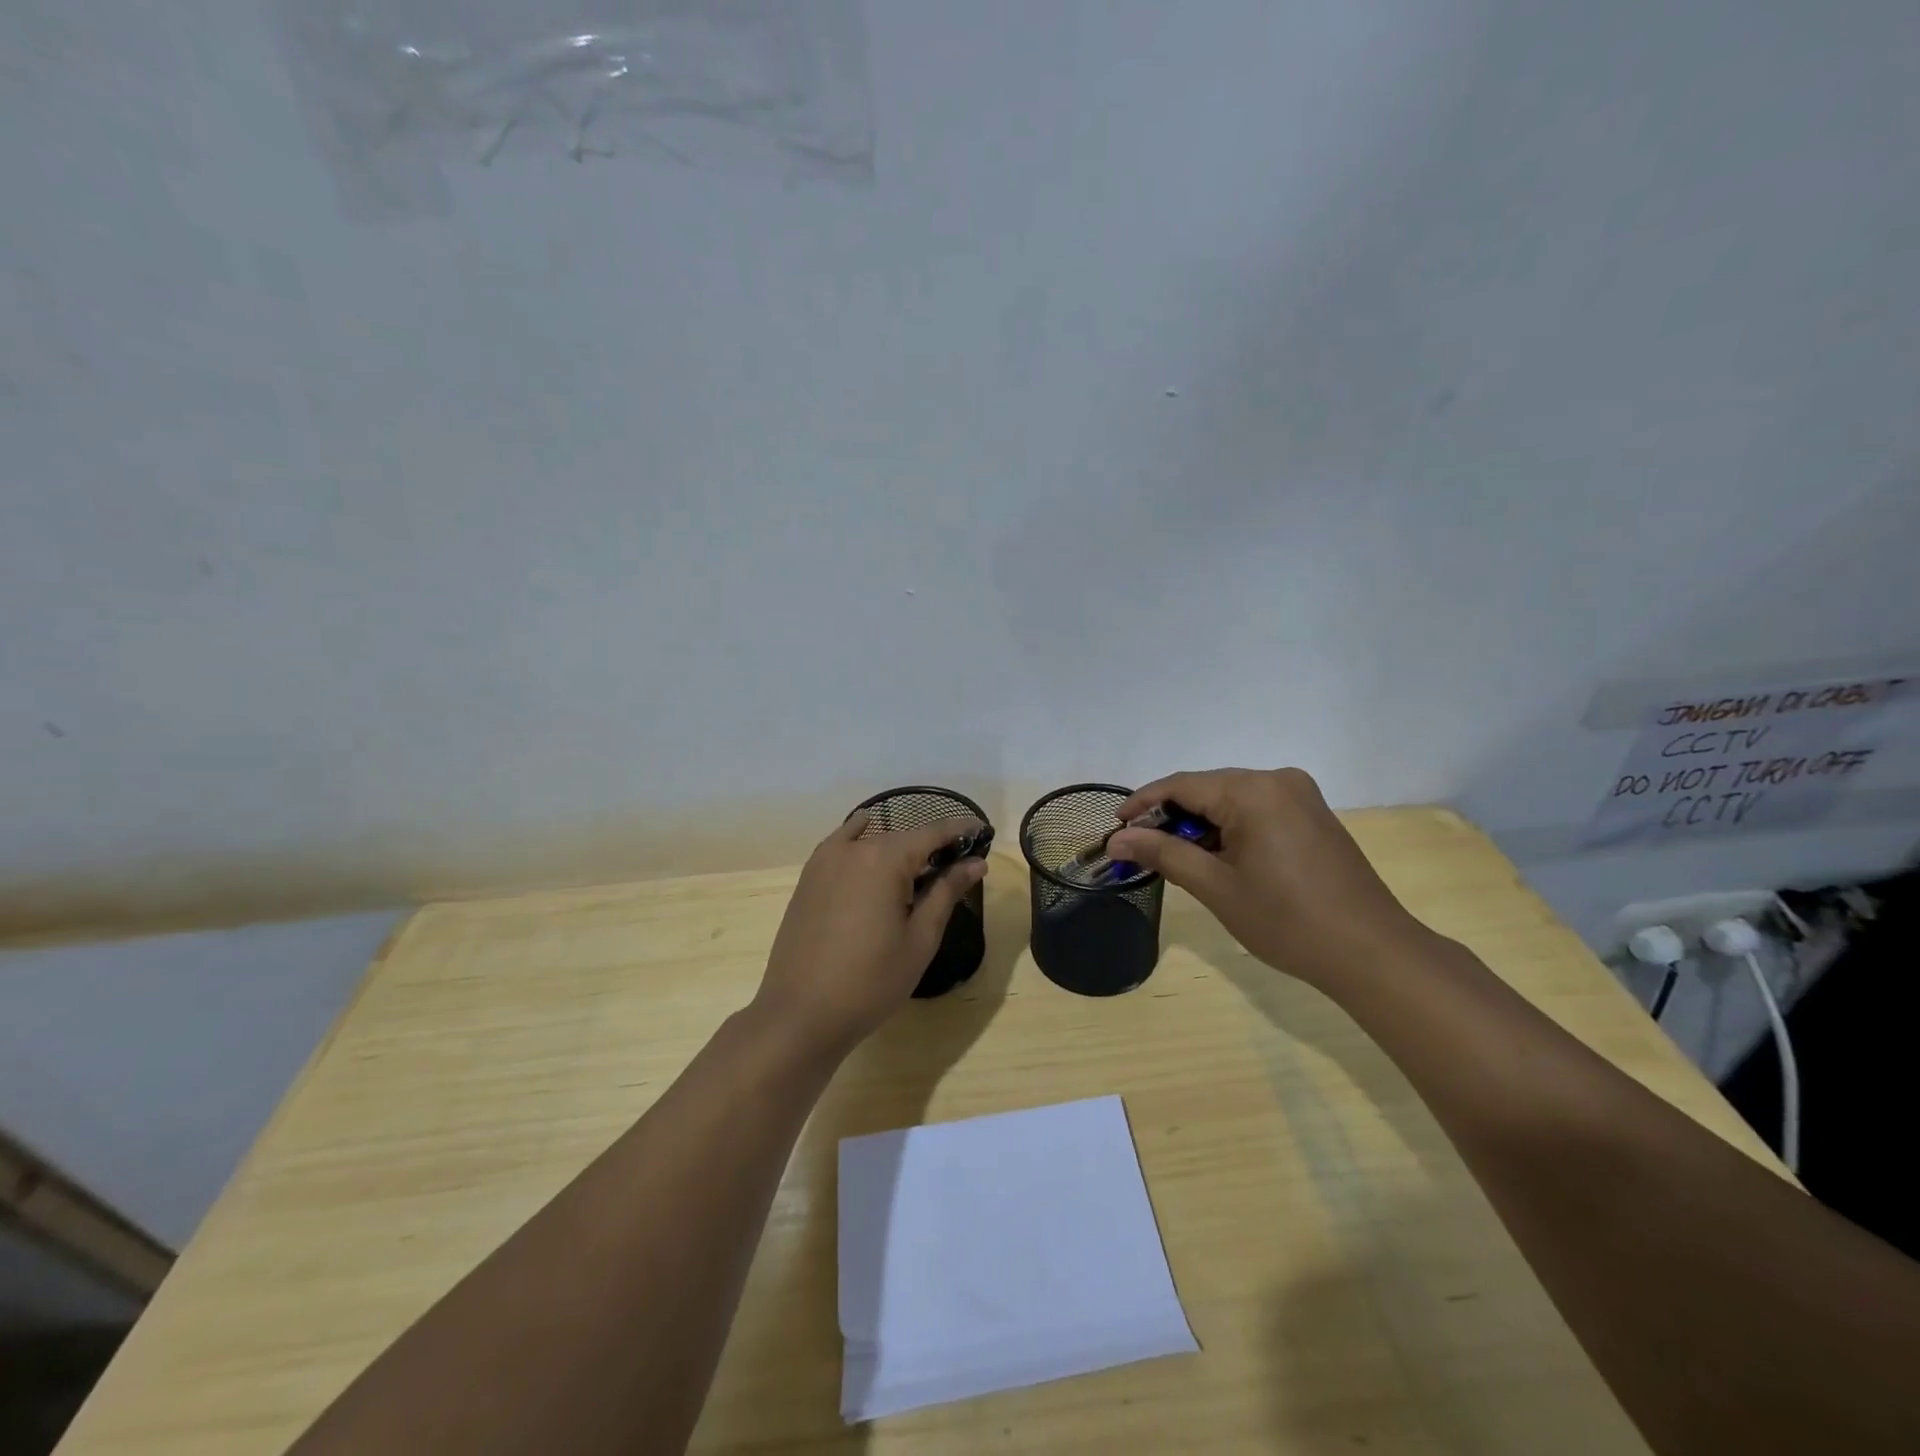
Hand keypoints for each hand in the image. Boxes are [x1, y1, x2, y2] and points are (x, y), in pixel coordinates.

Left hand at [753, 813, 987, 1057]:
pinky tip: (867, 832)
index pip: (933, 832)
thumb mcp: (920, 939)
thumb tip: (976, 863)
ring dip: (900, 847)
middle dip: (933, 844)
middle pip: (904, 836)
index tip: (983, 830)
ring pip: (873, 841)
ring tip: (921, 866)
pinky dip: (859, 835)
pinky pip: (841, 844)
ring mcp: (826, 861)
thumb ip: (947, 892)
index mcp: (885, 859)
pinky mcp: (809, 877)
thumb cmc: (871, 981)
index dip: (961, 829)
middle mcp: (854, 848)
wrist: (801, 1013)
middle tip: (959, 862)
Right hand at [1105, 768, 1427, 986]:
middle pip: (1207, 788)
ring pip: (1231, 799)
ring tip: (1176, 857)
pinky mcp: (1313, 815)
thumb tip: (1117, 839)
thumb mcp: (1216, 887)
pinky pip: (1257, 809)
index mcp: (1253, 790)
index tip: (1115, 828)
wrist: (1371, 952)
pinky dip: (1230, 828)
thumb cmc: (1287, 920)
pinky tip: (1218, 857)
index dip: (1143, 804)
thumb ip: (1164, 854)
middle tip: (1140, 848)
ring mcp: (1300, 796)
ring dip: (1200, 824)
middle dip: (1171, 816)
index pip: (1181, 785)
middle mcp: (1278, 780)